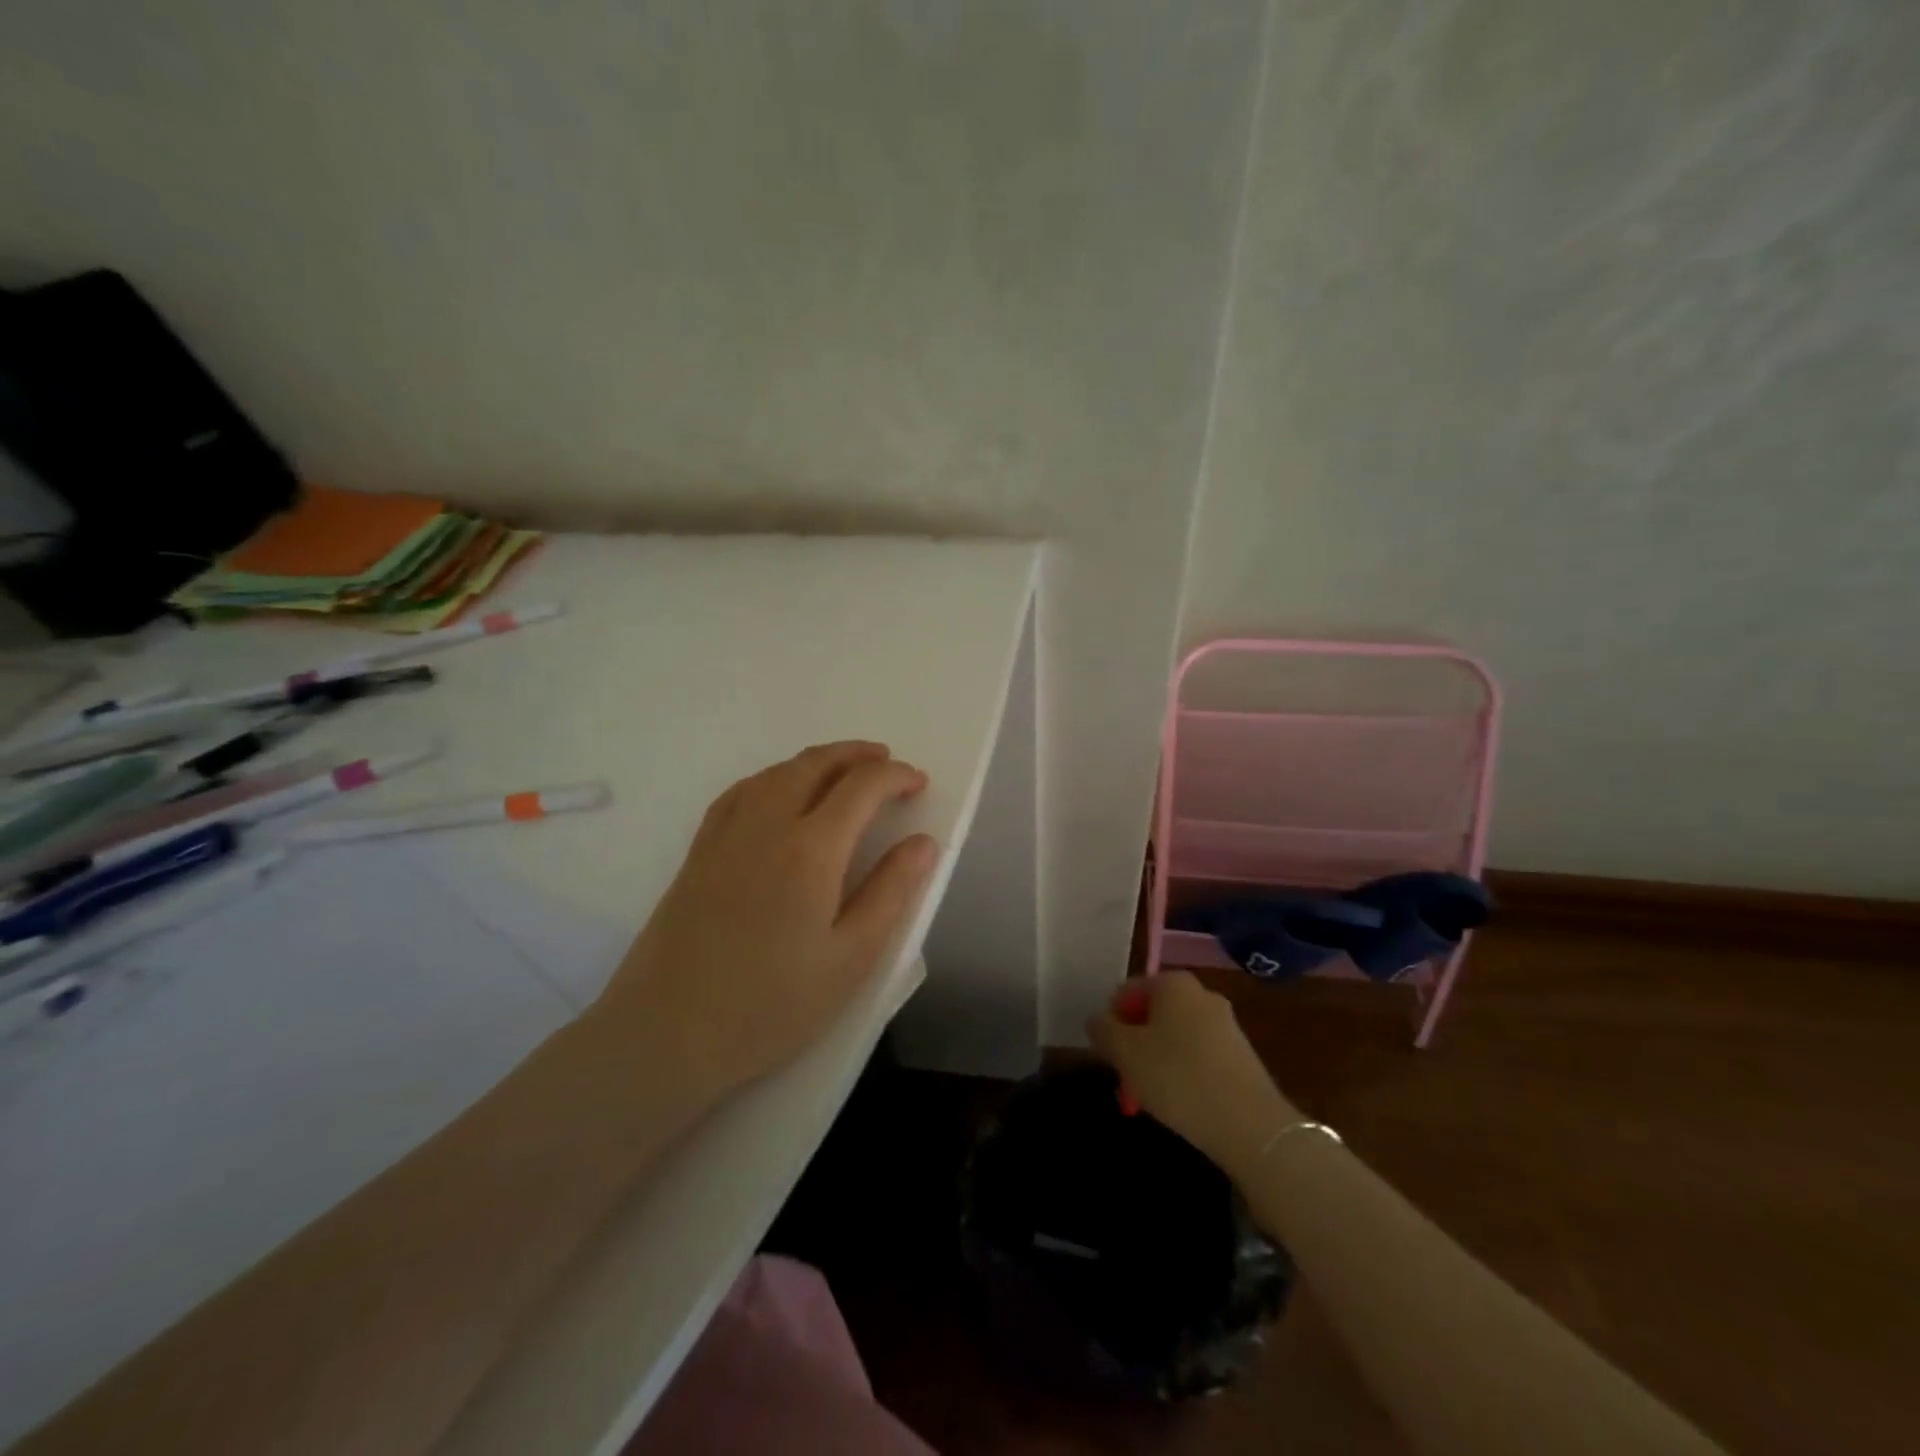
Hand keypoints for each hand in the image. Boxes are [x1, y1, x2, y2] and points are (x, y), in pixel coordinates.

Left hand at [600, 741, 937, 1105]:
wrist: (667, 1032)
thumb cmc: (770, 1005)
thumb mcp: (850, 959)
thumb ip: (890, 893)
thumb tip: (923, 842)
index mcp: (811, 849)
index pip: (861, 787)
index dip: (895, 776)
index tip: (918, 783)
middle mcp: (767, 825)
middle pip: (815, 764)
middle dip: (856, 755)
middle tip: (885, 761)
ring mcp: (726, 834)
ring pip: (776, 772)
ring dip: (816, 760)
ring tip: (841, 770)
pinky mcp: (698, 851)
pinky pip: (740, 792)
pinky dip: (772, 777)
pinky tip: (777, 792)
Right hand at [1086, 972, 1295, 1175]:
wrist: (1250, 1125)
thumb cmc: (1177, 1077)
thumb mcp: (1125, 1052)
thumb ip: (1102, 1029)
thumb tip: (1097, 1020)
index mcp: (1173, 983)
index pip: (1126, 992)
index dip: (1110, 1022)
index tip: (1106, 1056)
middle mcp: (1201, 994)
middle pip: (1152, 1014)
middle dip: (1134, 1044)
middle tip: (1124, 1078)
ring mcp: (1226, 1024)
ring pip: (1174, 1037)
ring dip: (1156, 1061)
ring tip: (1149, 1097)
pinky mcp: (1241, 1056)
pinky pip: (1198, 1056)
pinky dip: (1182, 1074)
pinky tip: (1179, 1103)